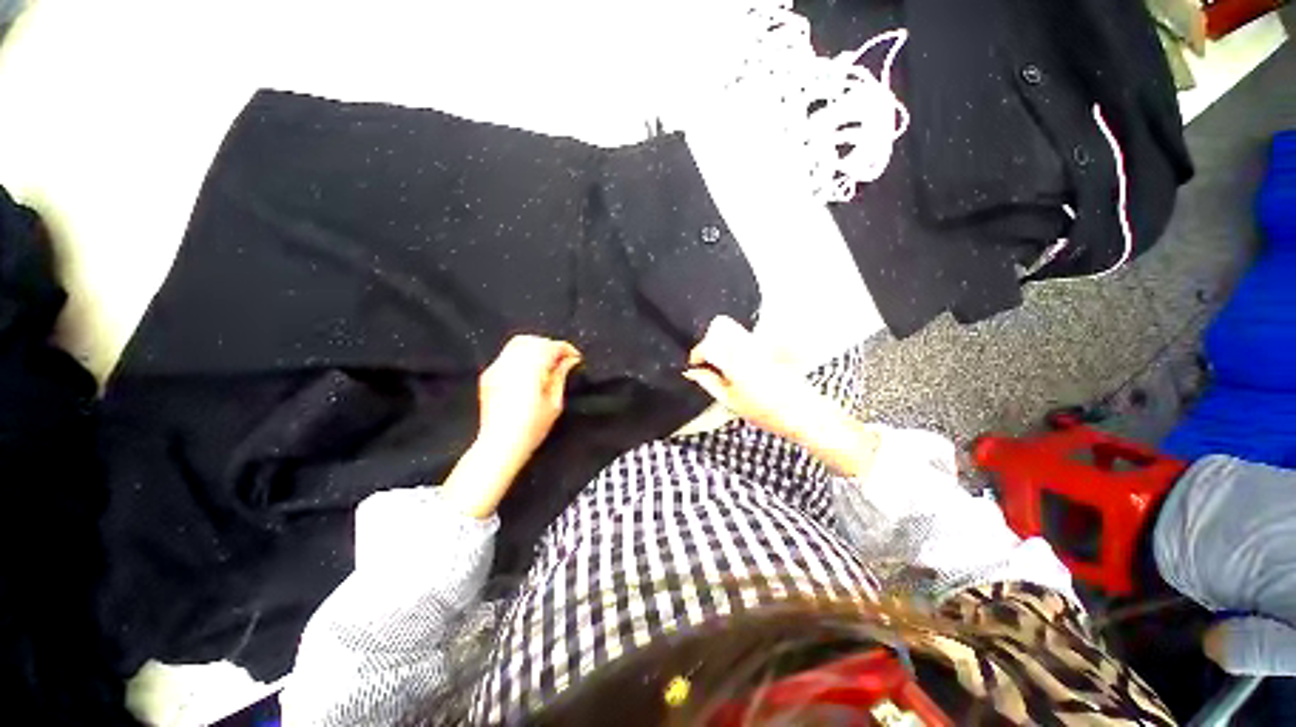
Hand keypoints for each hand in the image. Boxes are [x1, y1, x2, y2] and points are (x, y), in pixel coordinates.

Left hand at [477, 335, 582, 465]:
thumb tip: (570, 360)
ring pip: (518, 343)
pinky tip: (528, 370)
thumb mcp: (555, 403)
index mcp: (530, 370)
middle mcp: (511, 364)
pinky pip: (507, 355)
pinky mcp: (489, 375)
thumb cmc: (532, 427)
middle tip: (562, 360)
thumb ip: (561, 376)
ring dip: (535, 348)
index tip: (575, 357)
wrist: (500, 444)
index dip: (566, 349)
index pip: (550, 347)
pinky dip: (521, 355)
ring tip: (546, 363)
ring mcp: (497, 368)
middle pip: (533, 341)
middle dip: (550, 346)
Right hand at [683, 316, 880, 477]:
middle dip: (709, 343)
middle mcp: (748, 344)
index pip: (708, 343)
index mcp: (735, 358)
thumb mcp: (731, 400)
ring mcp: (761, 343)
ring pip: (734, 331)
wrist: (804, 413)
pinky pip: (746, 338)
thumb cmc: (765, 411)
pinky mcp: (770, 347)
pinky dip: (735, 346)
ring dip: (722, 343)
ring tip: (722, 367)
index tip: (693, 365)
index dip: (697, 353)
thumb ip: (708, 382)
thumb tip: (691, 371)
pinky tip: (738, 367)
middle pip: (721, 327)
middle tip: (708, 363)